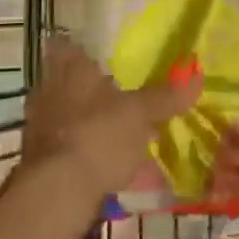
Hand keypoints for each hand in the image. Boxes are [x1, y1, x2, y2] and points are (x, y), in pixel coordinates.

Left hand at [21, 34, 197, 199]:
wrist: (55, 193)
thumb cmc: (98, 135)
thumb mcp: (140, 114)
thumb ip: (165, 96)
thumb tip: (197, 75)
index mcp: (70, 69)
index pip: (68, 45)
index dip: (84, 48)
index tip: (103, 55)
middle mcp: (49, 90)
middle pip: (71, 82)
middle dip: (95, 90)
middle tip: (122, 95)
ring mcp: (41, 126)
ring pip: (71, 115)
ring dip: (93, 123)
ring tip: (124, 133)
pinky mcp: (41, 159)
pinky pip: (70, 147)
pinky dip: (89, 152)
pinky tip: (112, 166)